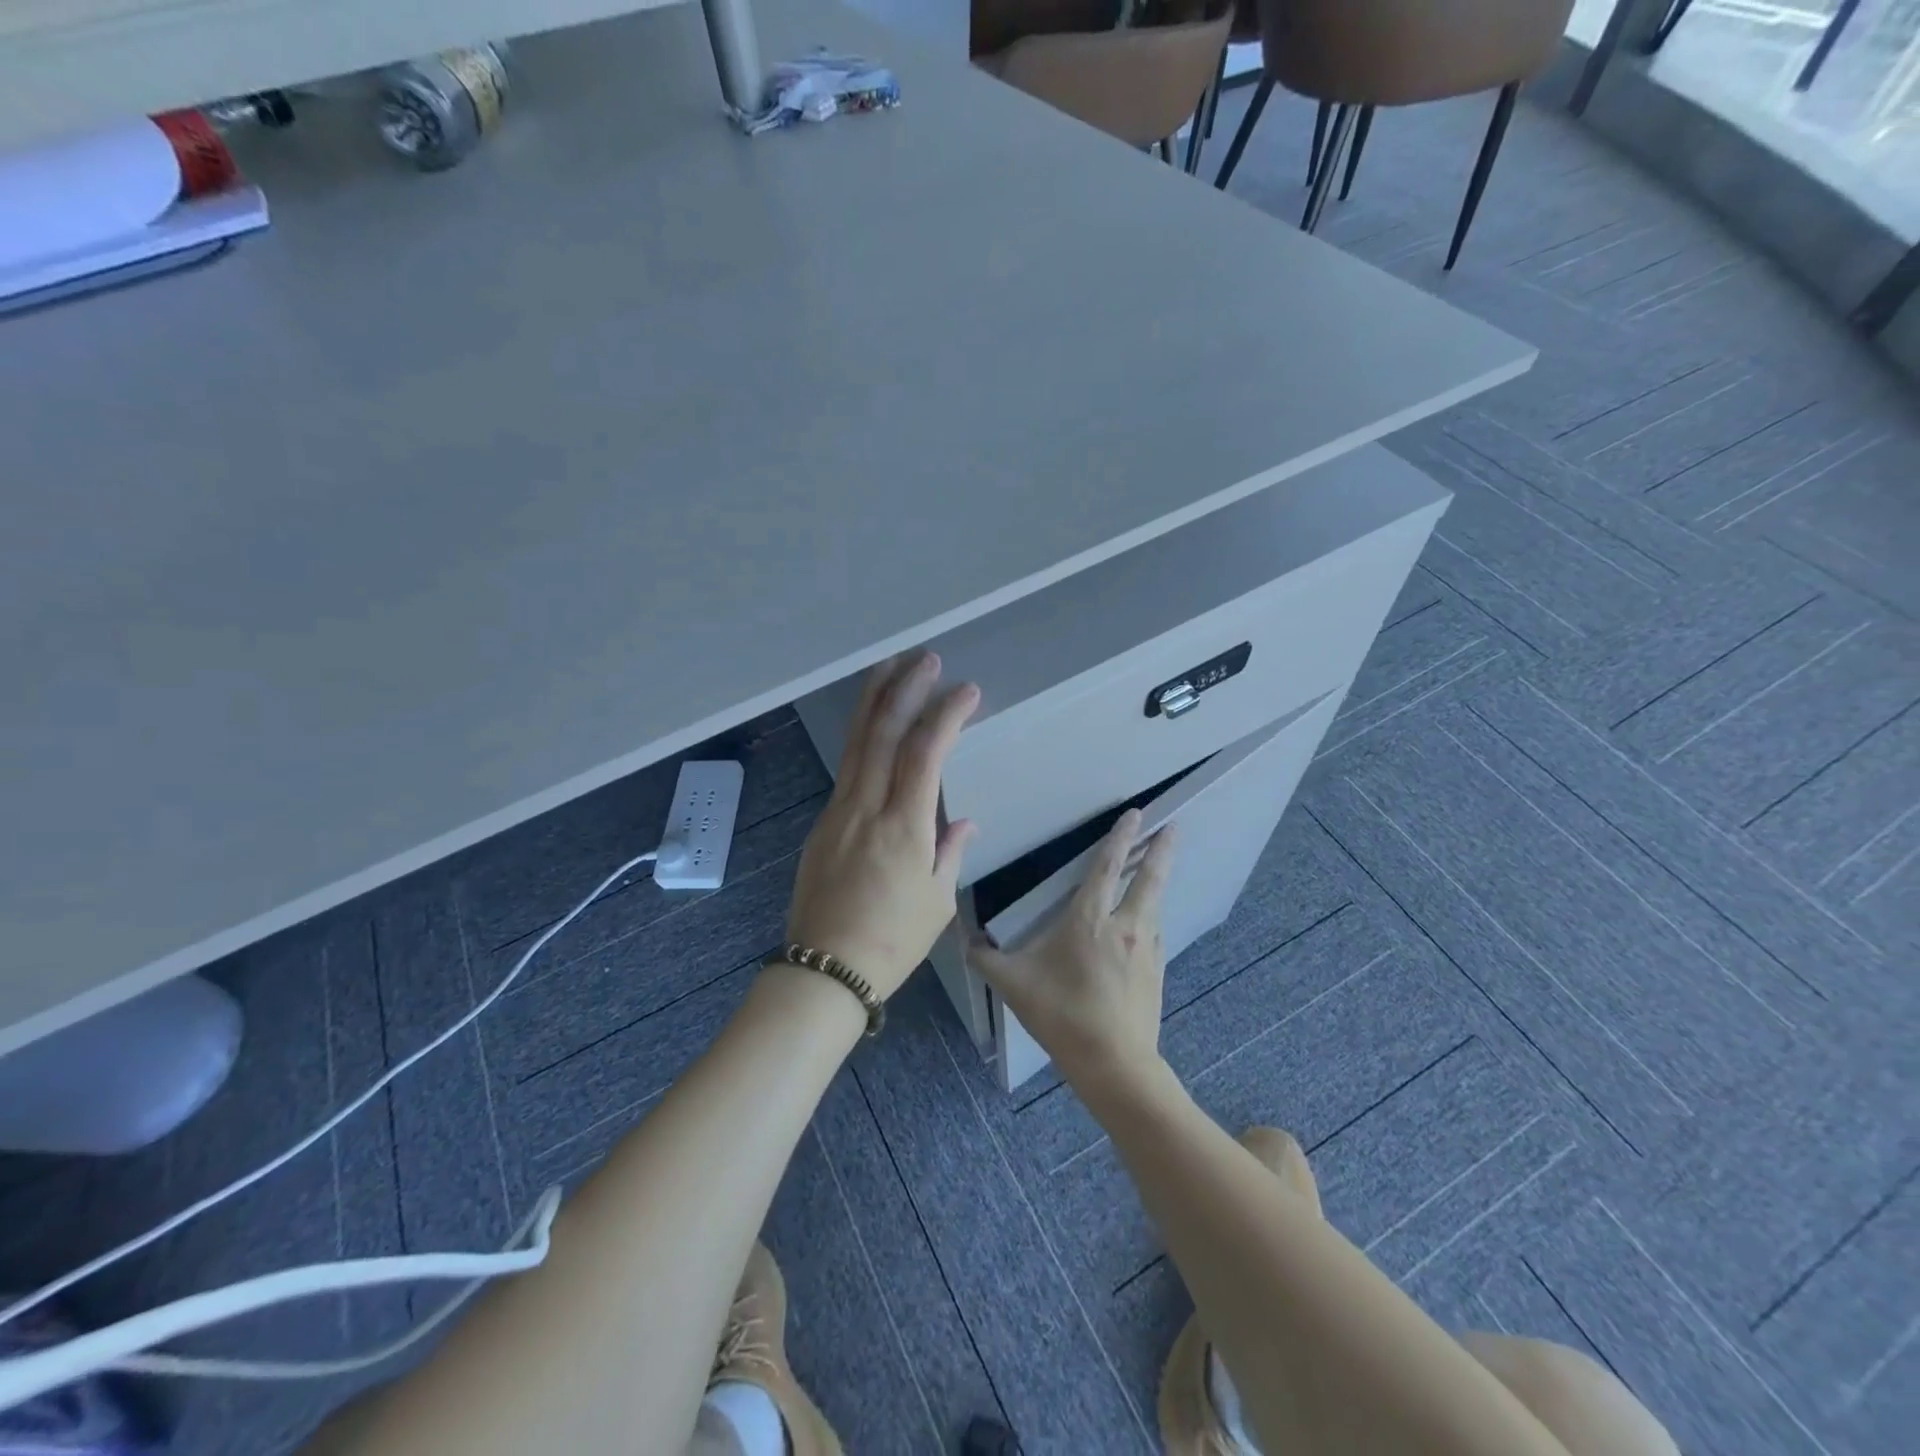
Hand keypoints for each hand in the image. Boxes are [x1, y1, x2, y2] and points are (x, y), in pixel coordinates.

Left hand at [785, 652, 980, 997]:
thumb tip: (962, 822)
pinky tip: (872, 728)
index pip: (924, 753)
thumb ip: (950, 851)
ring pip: (855, 744)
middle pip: (881, 734)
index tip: (966, 691)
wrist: (824, 970)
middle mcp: (866, 808)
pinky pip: (846, 769)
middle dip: (904, 690)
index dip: (945, 715)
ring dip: (873, 702)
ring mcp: (838, 812)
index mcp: (903, 826)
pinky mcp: (822, 824)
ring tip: (889, 669)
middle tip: (924, 659)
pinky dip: (862, 738)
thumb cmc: (892, 942)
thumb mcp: (937, 901)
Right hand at [969, 809, 1175, 1091]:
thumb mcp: (1013, 985)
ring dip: (1157, 881)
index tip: (1136, 814)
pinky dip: (1152, 916)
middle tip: (1173, 827)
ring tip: (1158, 869)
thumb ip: (986, 959)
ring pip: (1155, 905)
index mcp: (1089, 920)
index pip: (1108, 867)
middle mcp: (1125, 926)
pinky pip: (1154, 933)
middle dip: (1161, 849)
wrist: (1114, 1064)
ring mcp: (1146, 950)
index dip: (1121, 837)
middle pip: (1149, 878)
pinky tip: (1146, 923)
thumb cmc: (1061, 1015)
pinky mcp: (1156, 972)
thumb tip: (967, 943)